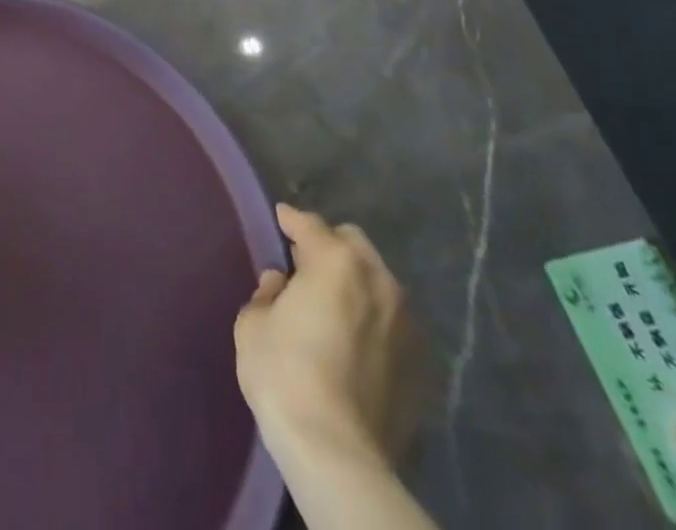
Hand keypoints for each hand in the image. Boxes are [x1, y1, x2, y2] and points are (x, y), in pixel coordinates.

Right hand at [234, 205, 420, 473]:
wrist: (337, 454)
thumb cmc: (284, 375)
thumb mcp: (254, 324)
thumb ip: (267, 293)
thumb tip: (280, 284)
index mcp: (335, 261)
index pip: (309, 224)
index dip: (290, 220)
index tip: (280, 220)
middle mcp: (378, 280)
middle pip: (353, 244)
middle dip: (329, 246)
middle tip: (306, 266)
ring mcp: (406, 323)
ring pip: (378, 282)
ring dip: (355, 283)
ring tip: (334, 305)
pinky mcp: (422, 364)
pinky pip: (393, 323)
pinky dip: (374, 320)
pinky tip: (356, 341)